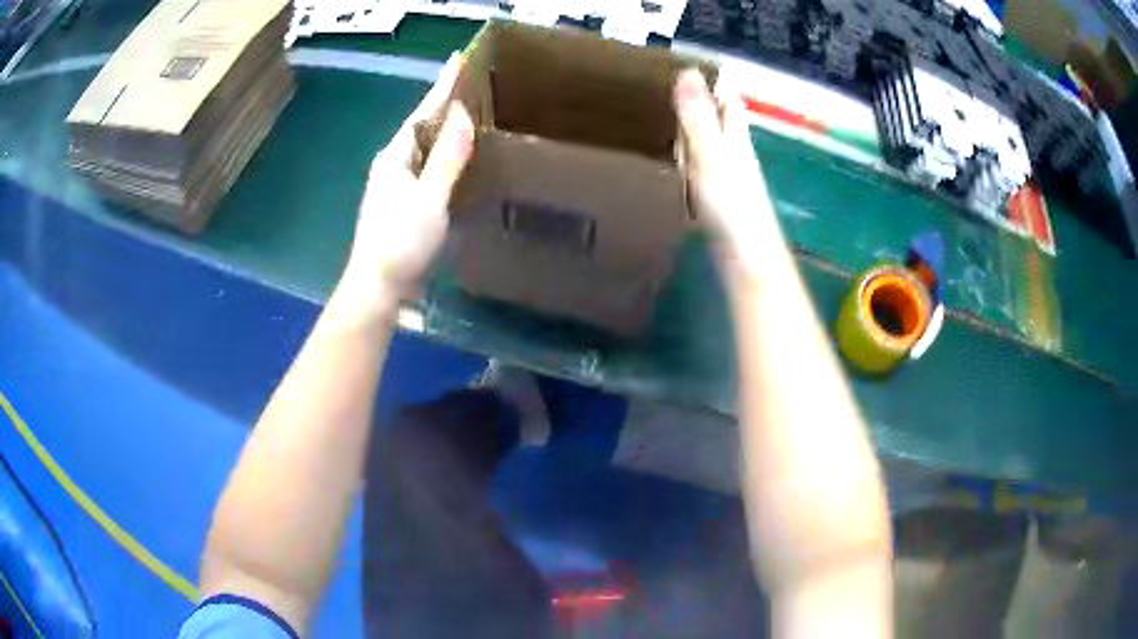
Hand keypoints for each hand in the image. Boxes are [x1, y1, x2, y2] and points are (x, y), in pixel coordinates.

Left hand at [339, 54, 474, 314]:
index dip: (442, 86)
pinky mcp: (402, 204)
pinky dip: (445, 156)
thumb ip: (446, 157)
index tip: (460, 60)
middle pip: (421, 126)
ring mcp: (395, 186)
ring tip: (471, 114)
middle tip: (474, 85)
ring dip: (445, 130)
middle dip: (444, 104)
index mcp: (395, 157)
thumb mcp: (428, 199)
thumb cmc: (400, 243)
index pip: (422, 112)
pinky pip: (427, 168)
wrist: (377, 289)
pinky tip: (460, 159)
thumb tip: (461, 113)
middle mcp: (392, 165)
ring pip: (424, 148)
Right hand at [673, 69, 781, 267]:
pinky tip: (674, 162)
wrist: (747, 262)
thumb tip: (688, 72)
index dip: (716, 81)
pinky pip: (701, 167)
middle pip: (720, 120)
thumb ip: (698, 118)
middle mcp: (735, 155)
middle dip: (701, 101)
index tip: (694, 63)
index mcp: (735, 140)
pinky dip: (687, 157)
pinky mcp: (718, 201)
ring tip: (663, 115)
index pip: (729, 100)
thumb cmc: (732, 207)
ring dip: (692, 128)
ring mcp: (728, 179)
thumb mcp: (711, 155)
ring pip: (710, 143)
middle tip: (669, 86)